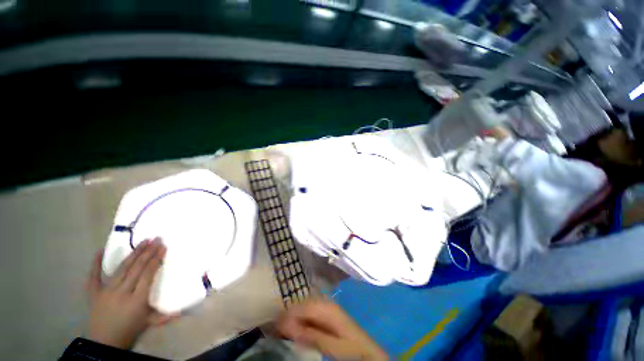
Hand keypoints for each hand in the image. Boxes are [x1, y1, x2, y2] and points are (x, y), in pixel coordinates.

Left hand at [86, 238, 173, 348]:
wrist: (103, 344)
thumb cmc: (129, 331)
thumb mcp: (149, 323)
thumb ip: (165, 315)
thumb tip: (183, 311)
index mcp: (137, 299)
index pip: (148, 274)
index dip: (156, 259)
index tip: (163, 247)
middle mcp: (122, 292)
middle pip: (137, 268)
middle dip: (148, 252)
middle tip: (156, 239)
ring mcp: (106, 291)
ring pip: (122, 268)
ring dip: (133, 254)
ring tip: (143, 242)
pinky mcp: (94, 293)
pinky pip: (94, 276)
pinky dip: (96, 264)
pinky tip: (99, 251)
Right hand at [276, 299, 387, 360]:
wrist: (365, 348)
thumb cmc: (350, 347)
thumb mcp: (331, 345)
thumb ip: (311, 335)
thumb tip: (289, 327)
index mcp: (327, 308)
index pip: (303, 307)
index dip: (288, 314)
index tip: (275, 325)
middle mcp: (325, 302)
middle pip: (303, 304)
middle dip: (289, 314)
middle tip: (277, 328)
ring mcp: (326, 305)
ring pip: (305, 306)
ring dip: (294, 316)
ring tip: (284, 328)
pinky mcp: (326, 311)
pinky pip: (309, 311)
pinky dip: (301, 318)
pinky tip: (297, 327)